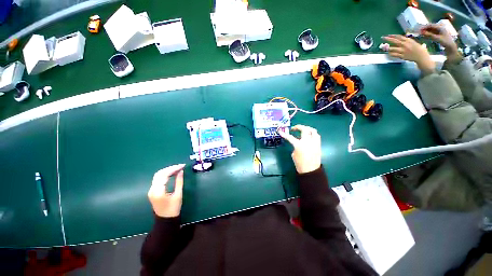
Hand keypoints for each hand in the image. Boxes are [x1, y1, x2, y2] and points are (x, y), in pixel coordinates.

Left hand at [148, 164, 185, 217]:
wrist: (165, 220)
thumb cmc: (173, 209)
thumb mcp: (178, 195)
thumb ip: (179, 182)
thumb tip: (181, 171)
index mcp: (158, 191)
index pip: (164, 175)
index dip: (173, 168)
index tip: (182, 166)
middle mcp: (152, 189)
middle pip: (159, 173)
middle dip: (170, 168)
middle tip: (180, 166)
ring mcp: (151, 190)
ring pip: (158, 175)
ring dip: (167, 170)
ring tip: (177, 169)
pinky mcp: (153, 191)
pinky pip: (158, 179)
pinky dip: (165, 174)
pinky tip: (172, 173)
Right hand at [279, 125, 320, 173]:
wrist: (311, 170)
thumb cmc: (300, 164)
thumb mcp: (294, 154)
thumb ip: (295, 146)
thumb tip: (297, 143)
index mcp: (299, 145)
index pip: (290, 137)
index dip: (285, 134)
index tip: (280, 131)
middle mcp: (307, 142)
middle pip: (304, 129)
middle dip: (298, 127)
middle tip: (294, 128)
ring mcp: (314, 143)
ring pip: (313, 130)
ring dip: (307, 128)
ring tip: (303, 130)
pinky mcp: (318, 145)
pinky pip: (317, 136)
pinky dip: (312, 134)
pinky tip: (309, 136)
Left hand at [383, 35, 435, 74]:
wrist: (421, 56)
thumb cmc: (418, 48)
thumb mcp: (413, 42)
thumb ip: (406, 40)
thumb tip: (400, 38)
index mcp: (408, 40)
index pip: (399, 37)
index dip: (393, 35)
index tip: (388, 35)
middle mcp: (405, 45)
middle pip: (395, 41)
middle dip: (388, 39)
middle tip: (383, 38)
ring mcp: (403, 50)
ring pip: (393, 48)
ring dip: (388, 47)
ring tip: (384, 47)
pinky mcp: (402, 56)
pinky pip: (394, 54)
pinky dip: (390, 53)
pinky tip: (389, 53)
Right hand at [421, 24, 460, 61]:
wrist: (451, 46)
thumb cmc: (445, 42)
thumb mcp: (436, 38)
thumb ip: (429, 35)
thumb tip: (421, 32)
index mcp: (440, 26)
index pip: (430, 25)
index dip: (424, 27)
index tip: (419, 30)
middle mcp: (440, 27)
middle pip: (431, 27)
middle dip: (425, 29)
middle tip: (419, 32)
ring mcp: (440, 30)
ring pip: (431, 29)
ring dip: (426, 31)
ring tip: (421, 34)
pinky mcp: (439, 33)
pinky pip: (432, 32)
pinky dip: (428, 33)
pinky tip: (425, 35)